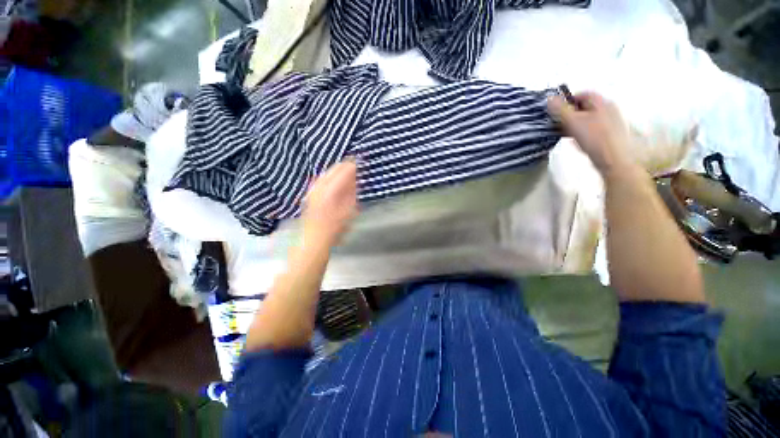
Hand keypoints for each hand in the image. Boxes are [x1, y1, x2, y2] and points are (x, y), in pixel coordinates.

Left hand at [302, 159, 358, 246]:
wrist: (313, 238)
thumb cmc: (335, 228)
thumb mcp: (349, 211)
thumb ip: (351, 194)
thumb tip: (354, 180)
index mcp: (331, 191)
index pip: (342, 172)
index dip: (351, 166)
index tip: (358, 162)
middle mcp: (320, 187)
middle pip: (332, 170)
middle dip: (343, 166)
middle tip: (352, 164)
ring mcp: (312, 190)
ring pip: (325, 174)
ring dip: (335, 170)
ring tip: (343, 170)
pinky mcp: (309, 194)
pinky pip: (319, 180)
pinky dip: (327, 176)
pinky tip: (330, 179)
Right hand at [548, 92, 632, 177]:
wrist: (613, 159)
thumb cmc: (594, 138)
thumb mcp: (573, 122)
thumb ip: (560, 109)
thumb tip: (549, 98)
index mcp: (601, 102)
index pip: (582, 94)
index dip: (567, 100)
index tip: (556, 112)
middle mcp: (608, 108)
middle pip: (585, 107)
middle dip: (570, 114)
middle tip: (558, 124)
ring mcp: (611, 122)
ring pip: (588, 118)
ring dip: (575, 123)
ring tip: (566, 133)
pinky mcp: (610, 134)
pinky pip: (593, 128)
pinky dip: (582, 131)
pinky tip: (577, 140)